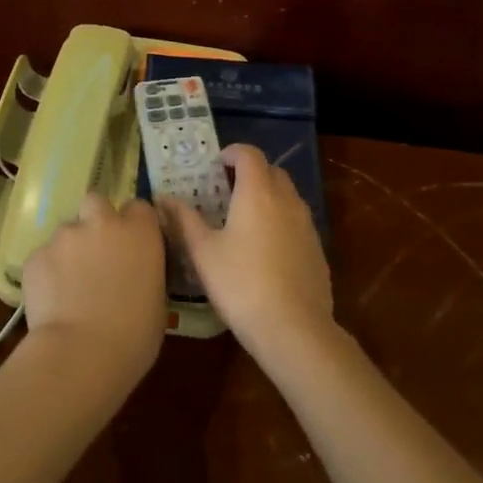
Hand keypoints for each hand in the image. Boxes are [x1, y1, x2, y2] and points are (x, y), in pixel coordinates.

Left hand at [21, 193, 167, 387]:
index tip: (132, 245)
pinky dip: (48, 272)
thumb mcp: (156, 299)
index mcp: (139, 231)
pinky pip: (45, 256)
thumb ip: (145, 270)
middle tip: (96, 253)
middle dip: (95, 221)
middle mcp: (102, 222)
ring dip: (71, 250)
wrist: (81, 354)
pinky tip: (52, 300)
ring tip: (70, 286)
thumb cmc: (134, 335)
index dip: (134, 225)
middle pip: (96, 203)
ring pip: (67, 231)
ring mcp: (65, 236)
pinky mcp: (36, 255)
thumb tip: (135, 272)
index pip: (139, 208)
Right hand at [161, 144, 333, 365]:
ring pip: (287, 196)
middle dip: (250, 173)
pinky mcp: (317, 249)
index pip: (250, 154)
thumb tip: (164, 198)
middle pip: (272, 171)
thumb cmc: (241, 284)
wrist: (294, 329)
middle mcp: (287, 200)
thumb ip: (185, 220)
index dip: (233, 153)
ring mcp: (307, 225)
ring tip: (244, 221)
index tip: (216, 165)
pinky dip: (280, 222)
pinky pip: (297, 222)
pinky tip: (265, 251)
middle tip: (226, 192)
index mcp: (258, 193)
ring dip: (268, 197)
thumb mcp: (203, 253)